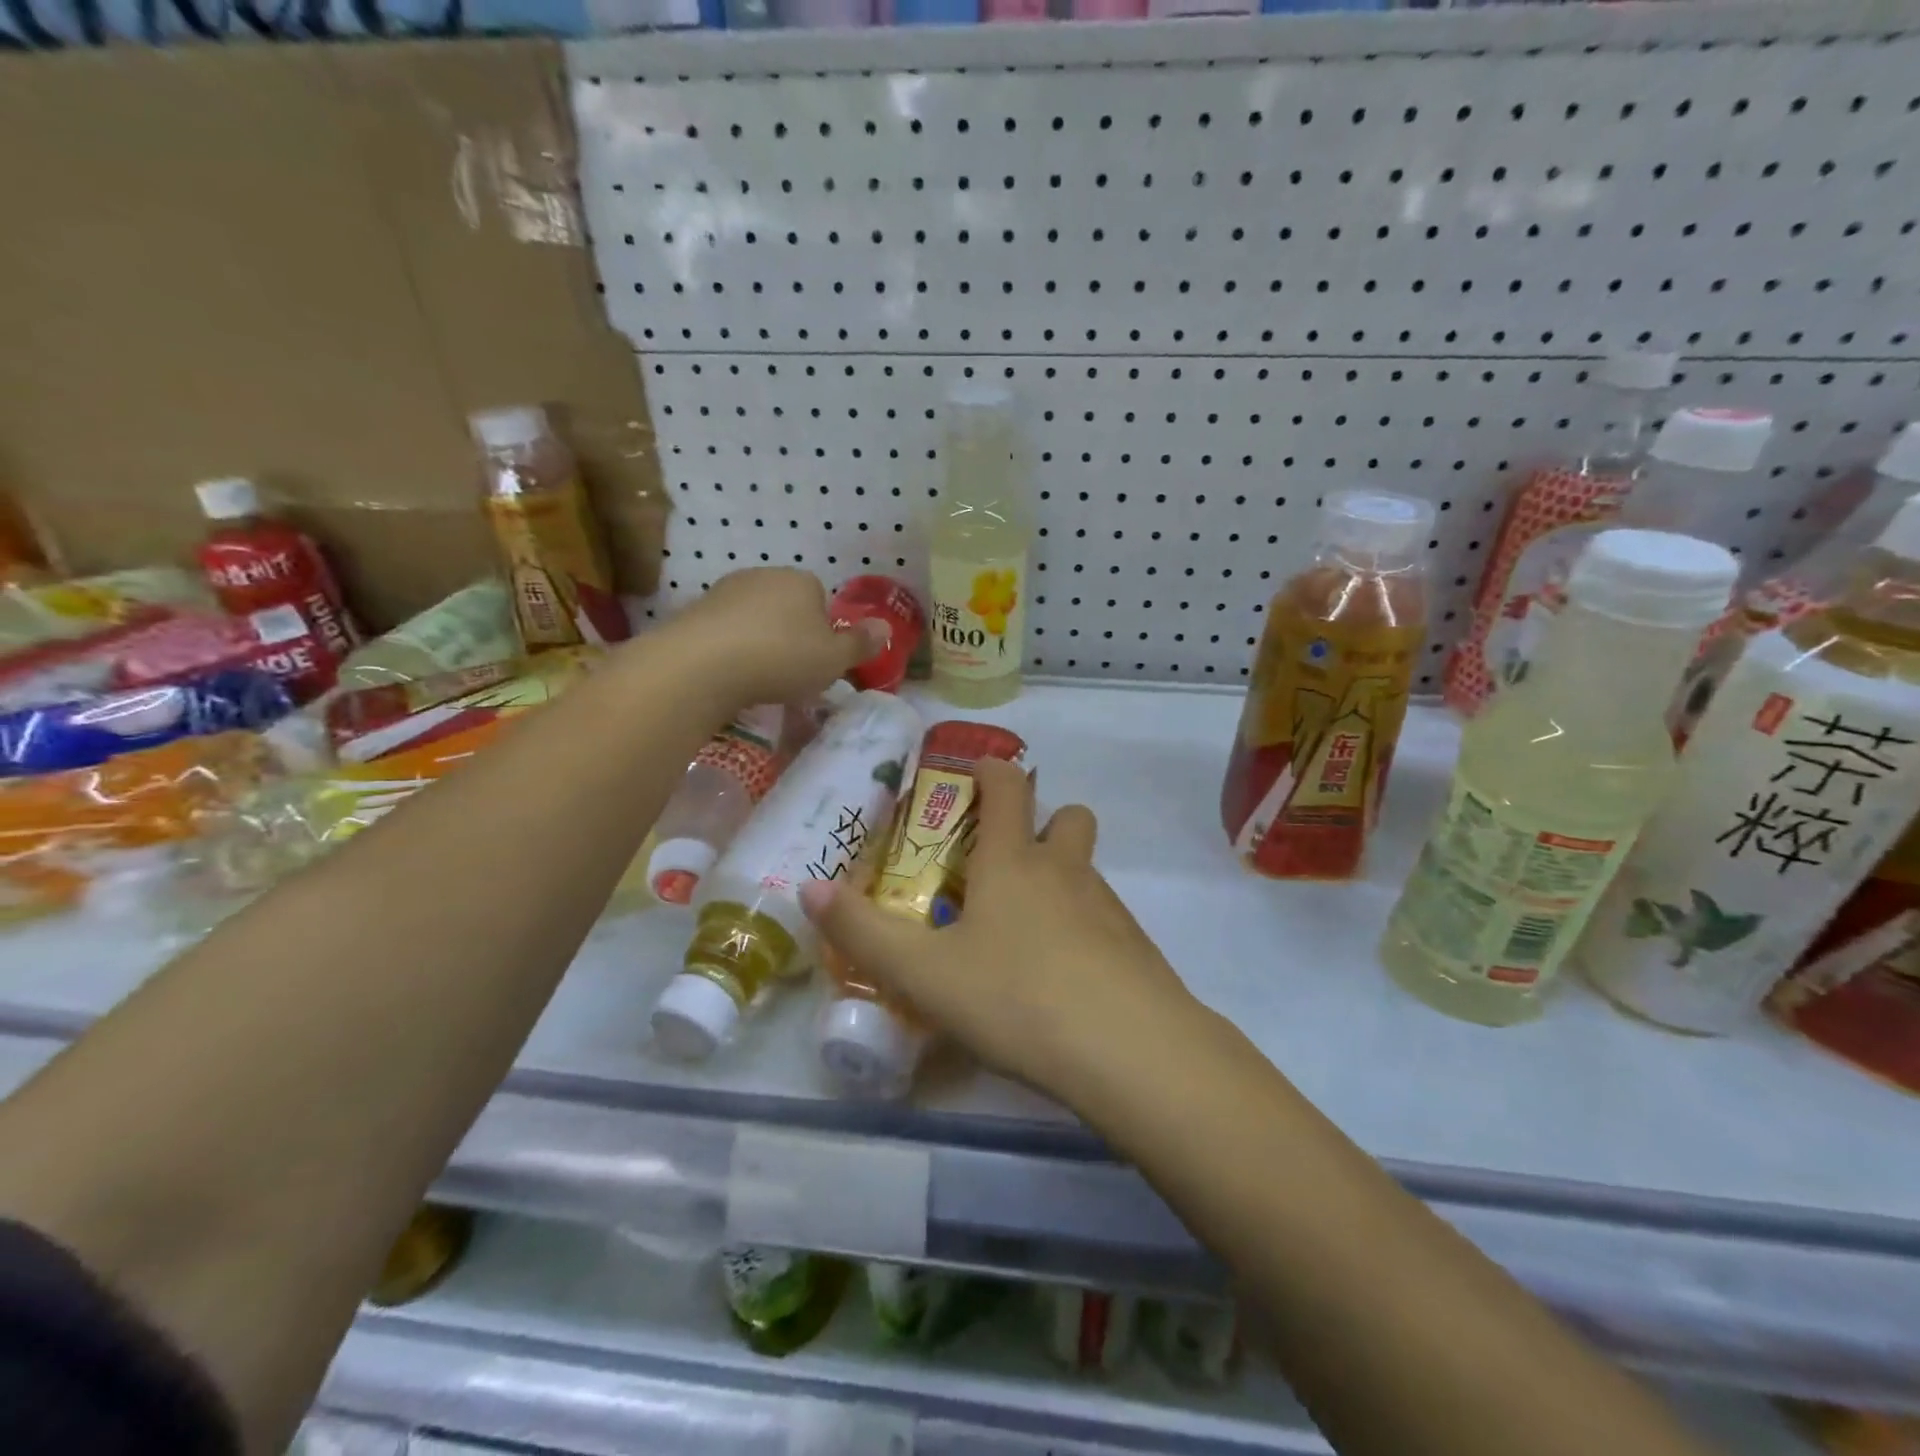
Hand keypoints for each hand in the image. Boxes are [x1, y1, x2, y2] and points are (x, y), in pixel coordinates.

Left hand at [656, 569, 889, 711]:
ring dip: (758, 642)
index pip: (821, 600)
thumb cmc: (782, 658)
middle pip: (786, 607)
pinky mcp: (695, 611)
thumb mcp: (834, 659)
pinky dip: (730, 650)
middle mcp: (764, 575)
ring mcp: (725, 591)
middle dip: (790, 634)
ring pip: (754, 619)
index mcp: (802, 581)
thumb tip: (886, 627)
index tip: (818, 660)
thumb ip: (860, 644)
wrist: (703, 664)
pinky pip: (724, 632)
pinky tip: (730, 676)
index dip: (823, 631)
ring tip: (758, 678)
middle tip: (791, 672)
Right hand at [798, 757, 1203, 1115]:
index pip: (1008, 785)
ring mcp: (1108, 907)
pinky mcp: (1136, 948)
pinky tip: (1060, 978)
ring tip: (1022, 930)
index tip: (972, 776)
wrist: (1129, 1052)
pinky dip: (1082, 927)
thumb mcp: (924, 973)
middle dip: (1041, 822)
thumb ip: (864, 932)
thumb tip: (808, 888)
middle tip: (1002, 862)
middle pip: (1067, 816)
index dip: (990, 770)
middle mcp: (1065, 870)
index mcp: (1013, 861)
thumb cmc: (1016, 997)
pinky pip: (1105, 917)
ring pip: (1086, 869)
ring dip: (1060, 877)